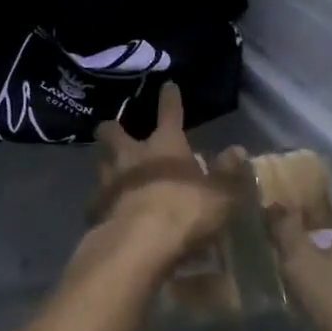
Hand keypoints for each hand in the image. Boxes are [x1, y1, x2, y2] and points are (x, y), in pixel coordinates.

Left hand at [76, 82, 232, 280]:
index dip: (170, 99)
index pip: (170, 113)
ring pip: (102, 163)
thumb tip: (237, 150)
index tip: (167, 86)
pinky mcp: (95, 209)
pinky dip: (103, 203)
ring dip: (107, 165)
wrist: (137, 244)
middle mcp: (131, 155)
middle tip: (114, 130)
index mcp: (165, 145)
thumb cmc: (184, 211)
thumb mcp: (219, 195)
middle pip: (113, 132)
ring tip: (113, 173)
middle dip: (113, 128)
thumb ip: (228, 173)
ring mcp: (108, 181)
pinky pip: (97, 200)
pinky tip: (109, 212)